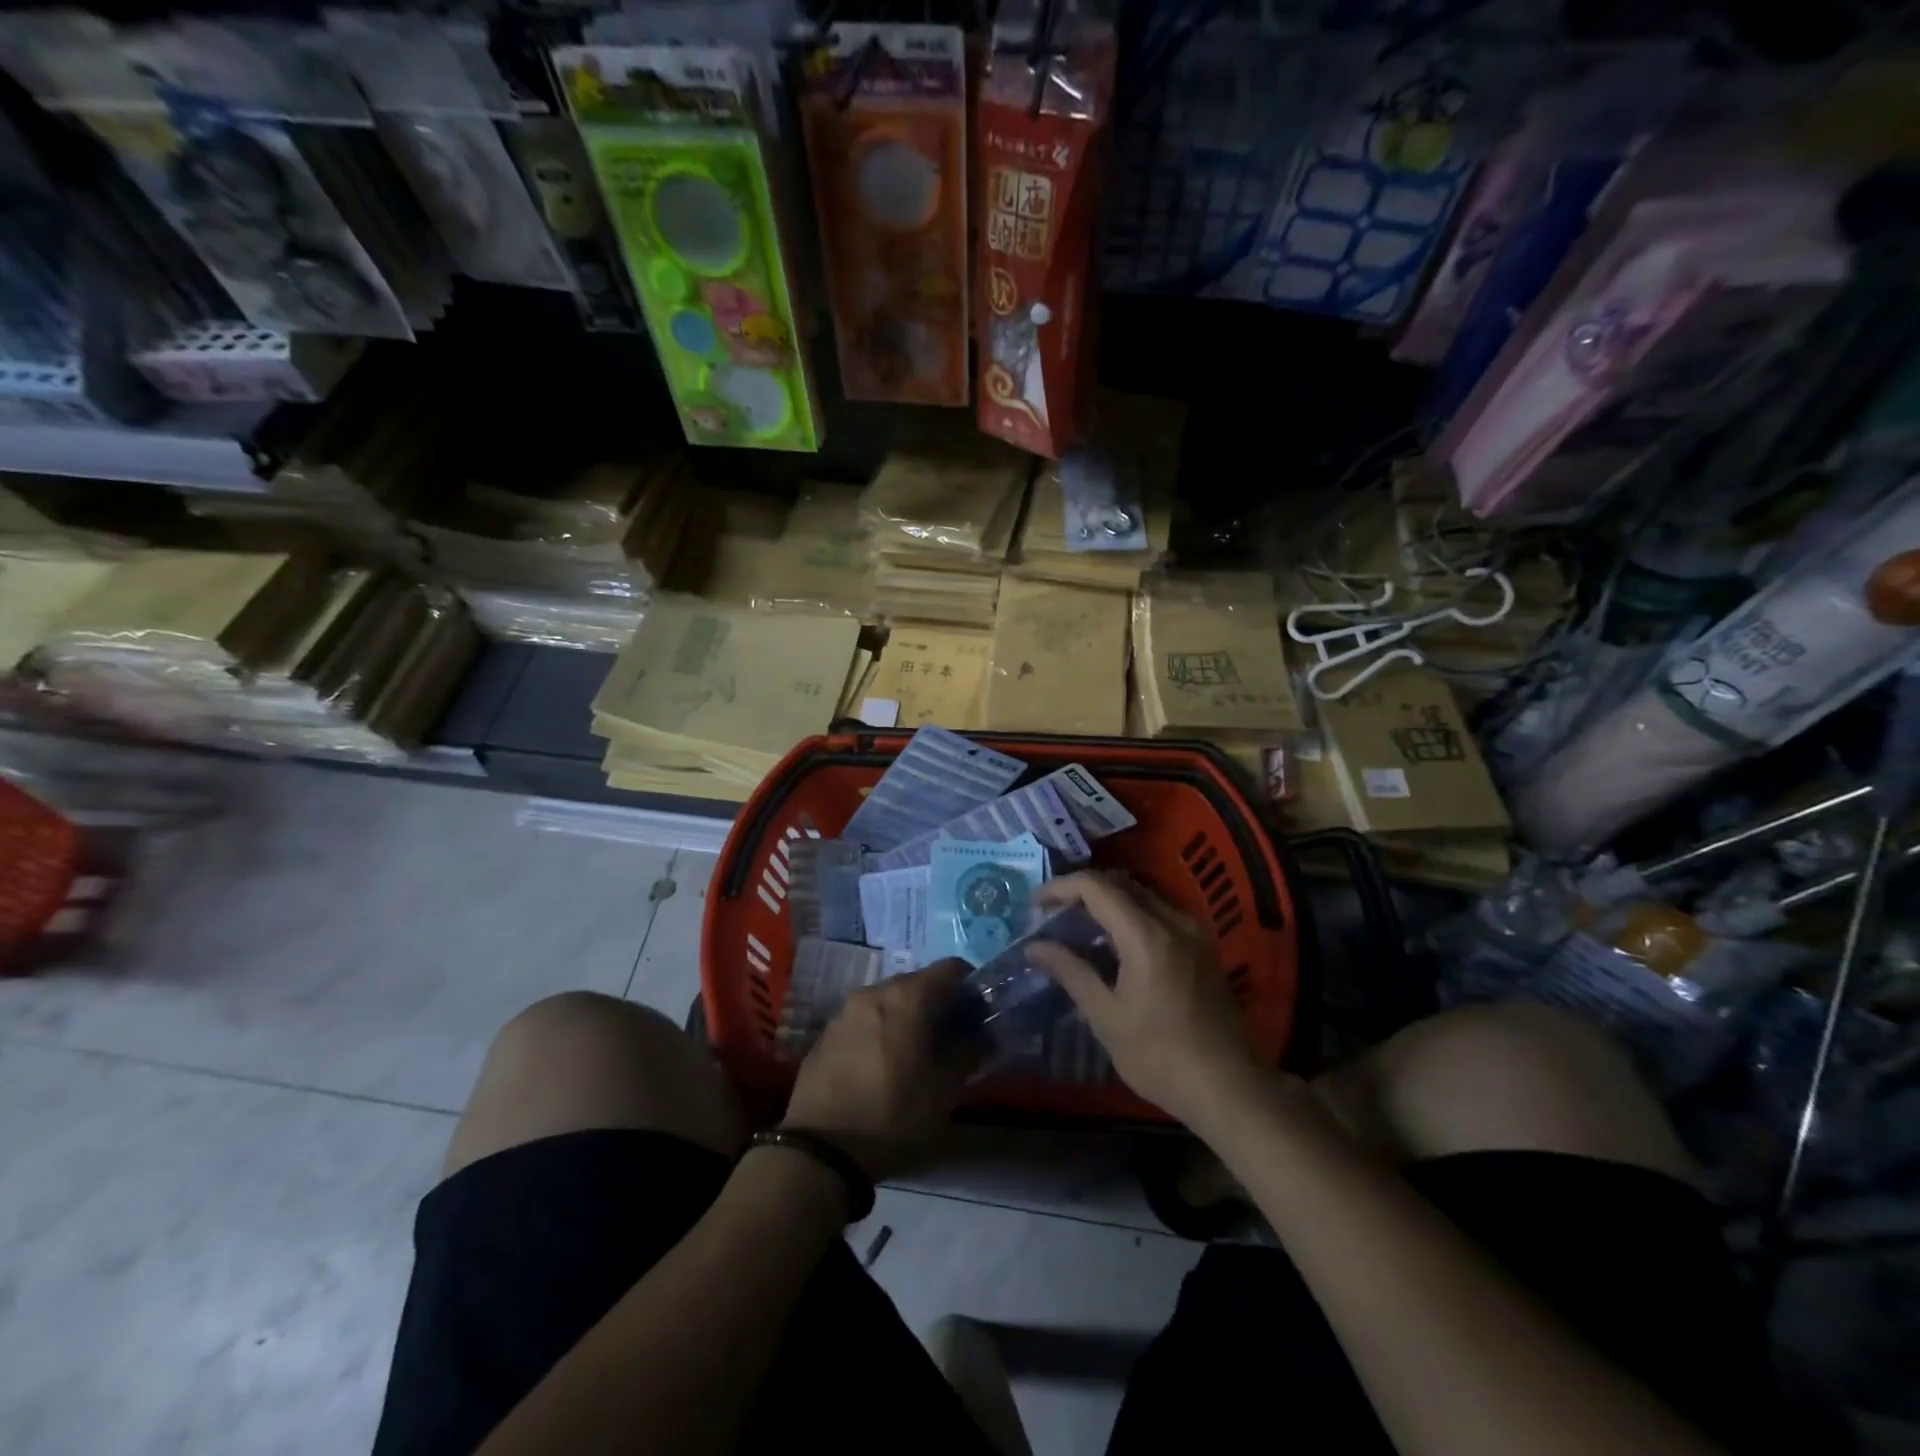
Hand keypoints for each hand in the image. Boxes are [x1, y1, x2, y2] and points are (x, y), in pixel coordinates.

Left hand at [784, 959, 974, 1178]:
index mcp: (908, 996)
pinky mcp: (826, 1031)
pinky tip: (881, 1065)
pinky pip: (864, 1019)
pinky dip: (880, 1030)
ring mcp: (846, 1009)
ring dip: (907, 1017)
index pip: (952, 968)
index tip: (977, 1015)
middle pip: (918, 982)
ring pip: (889, 1000)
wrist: (820, 1149)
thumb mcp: (945, 1091)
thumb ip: (969, 1052)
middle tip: (949, 1039)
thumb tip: (983, 1035)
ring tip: (914, 1054)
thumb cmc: (893, 1114)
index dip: (970, 987)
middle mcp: (876, 990)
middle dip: (938, 1004)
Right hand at [1028, 871, 1261, 1123]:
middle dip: (1081, 891)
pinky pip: (1158, 912)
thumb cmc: (1160, 1056)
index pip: (1096, 887)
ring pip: (1141, 895)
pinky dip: (1129, 914)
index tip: (1035, 906)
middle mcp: (1173, 921)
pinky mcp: (1202, 947)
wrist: (1228, 1088)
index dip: (1060, 887)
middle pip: (1119, 883)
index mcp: (1146, 935)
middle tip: (1052, 916)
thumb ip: (1071, 972)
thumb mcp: (1106, 1017)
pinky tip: (1113, 944)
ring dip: (1106, 901)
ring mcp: (1192, 932)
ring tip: (1078, 927)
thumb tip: (1035, 946)